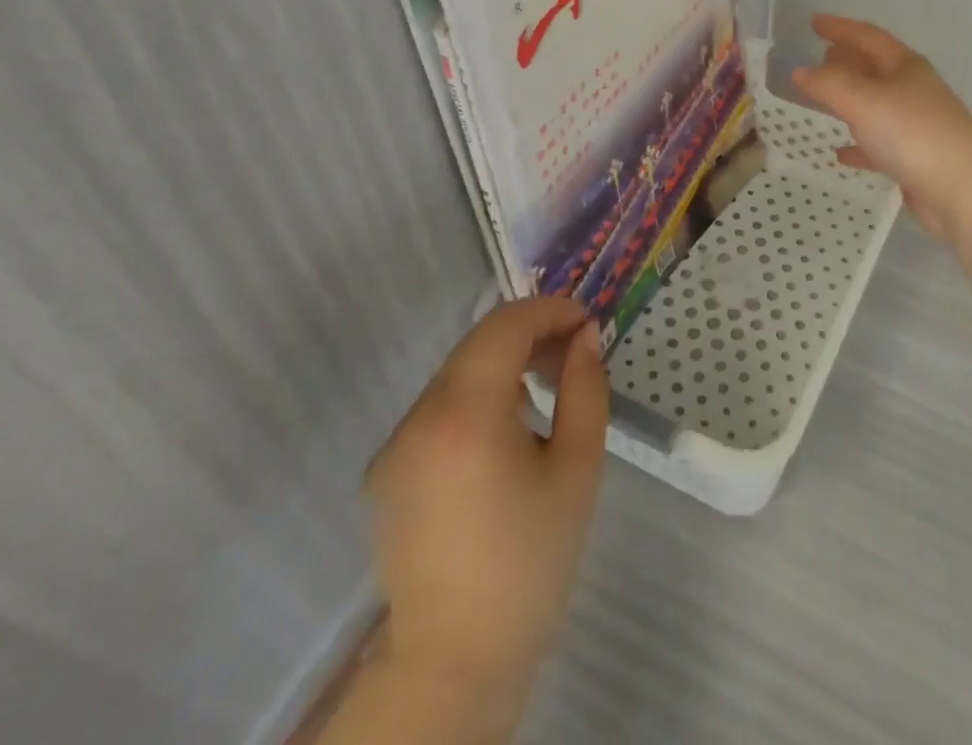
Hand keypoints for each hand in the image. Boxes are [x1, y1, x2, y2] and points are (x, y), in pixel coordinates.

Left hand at [362, 296, 608, 716]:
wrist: (456, 660)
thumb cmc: (531, 561)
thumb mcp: (578, 466)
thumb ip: (585, 387)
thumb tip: (584, 336)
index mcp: (465, 414)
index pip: (505, 326)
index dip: (549, 310)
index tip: (586, 322)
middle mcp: (418, 418)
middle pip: (478, 344)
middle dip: (530, 334)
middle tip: (573, 353)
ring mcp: (395, 445)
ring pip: (457, 373)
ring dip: (504, 364)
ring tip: (545, 390)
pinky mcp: (386, 471)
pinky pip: (439, 409)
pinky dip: (477, 397)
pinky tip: (506, 432)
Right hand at [791, 14, 971, 242]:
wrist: (963, 189)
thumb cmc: (912, 133)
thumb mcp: (863, 101)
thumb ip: (829, 84)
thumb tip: (800, 71)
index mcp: (905, 67)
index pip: (868, 37)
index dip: (840, 27)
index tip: (814, 22)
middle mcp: (914, 90)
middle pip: (875, 68)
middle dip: (847, 60)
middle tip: (820, 57)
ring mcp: (917, 125)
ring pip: (877, 105)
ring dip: (851, 99)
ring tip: (824, 98)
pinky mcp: (916, 158)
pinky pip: (880, 144)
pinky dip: (859, 144)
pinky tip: (841, 153)